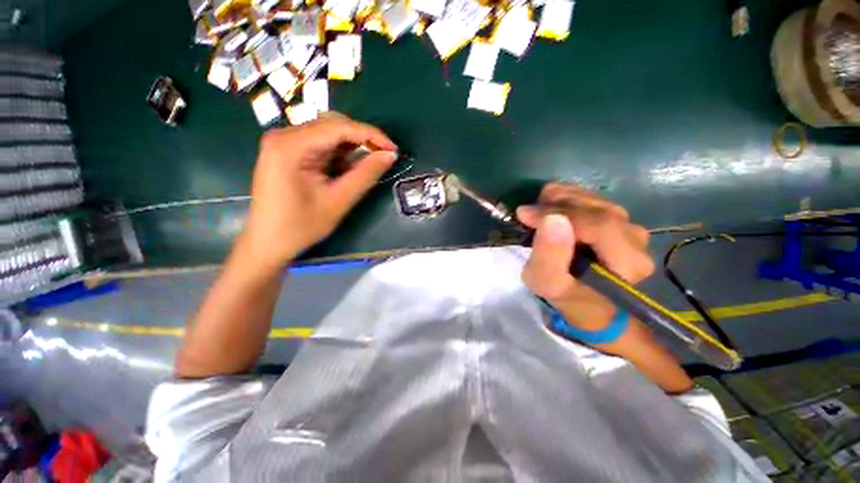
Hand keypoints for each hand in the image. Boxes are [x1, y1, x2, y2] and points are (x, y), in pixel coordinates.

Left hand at [242, 114, 397, 267]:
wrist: (268, 242)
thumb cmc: (301, 226)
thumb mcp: (339, 200)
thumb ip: (365, 175)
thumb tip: (390, 155)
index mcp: (291, 145)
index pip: (338, 127)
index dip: (371, 135)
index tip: (393, 149)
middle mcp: (284, 136)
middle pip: (332, 125)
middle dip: (362, 140)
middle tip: (383, 157)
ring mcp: (284, 143)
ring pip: (328, 133)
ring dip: (352, 147)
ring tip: (369, 164)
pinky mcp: (287, 152)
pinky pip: (320, 144)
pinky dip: (339, 154)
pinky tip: (349, 167)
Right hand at [517, 183, 653, 329]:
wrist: (585, 300)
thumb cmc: (565, 295)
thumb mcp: (546, 282)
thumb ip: (548, 255)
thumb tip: (552, 219)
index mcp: (627, 262)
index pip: (598, 225)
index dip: (558, 213)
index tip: (524, 214)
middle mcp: (636, 239)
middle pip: (595, 208)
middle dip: (555, 205)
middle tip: (528, 213)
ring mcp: (629, 226)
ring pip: (592, 199)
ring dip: (559, 201)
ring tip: (537, 213)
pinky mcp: (618, 219)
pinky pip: (591, 198)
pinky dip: (565, 199)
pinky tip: (551, 211)